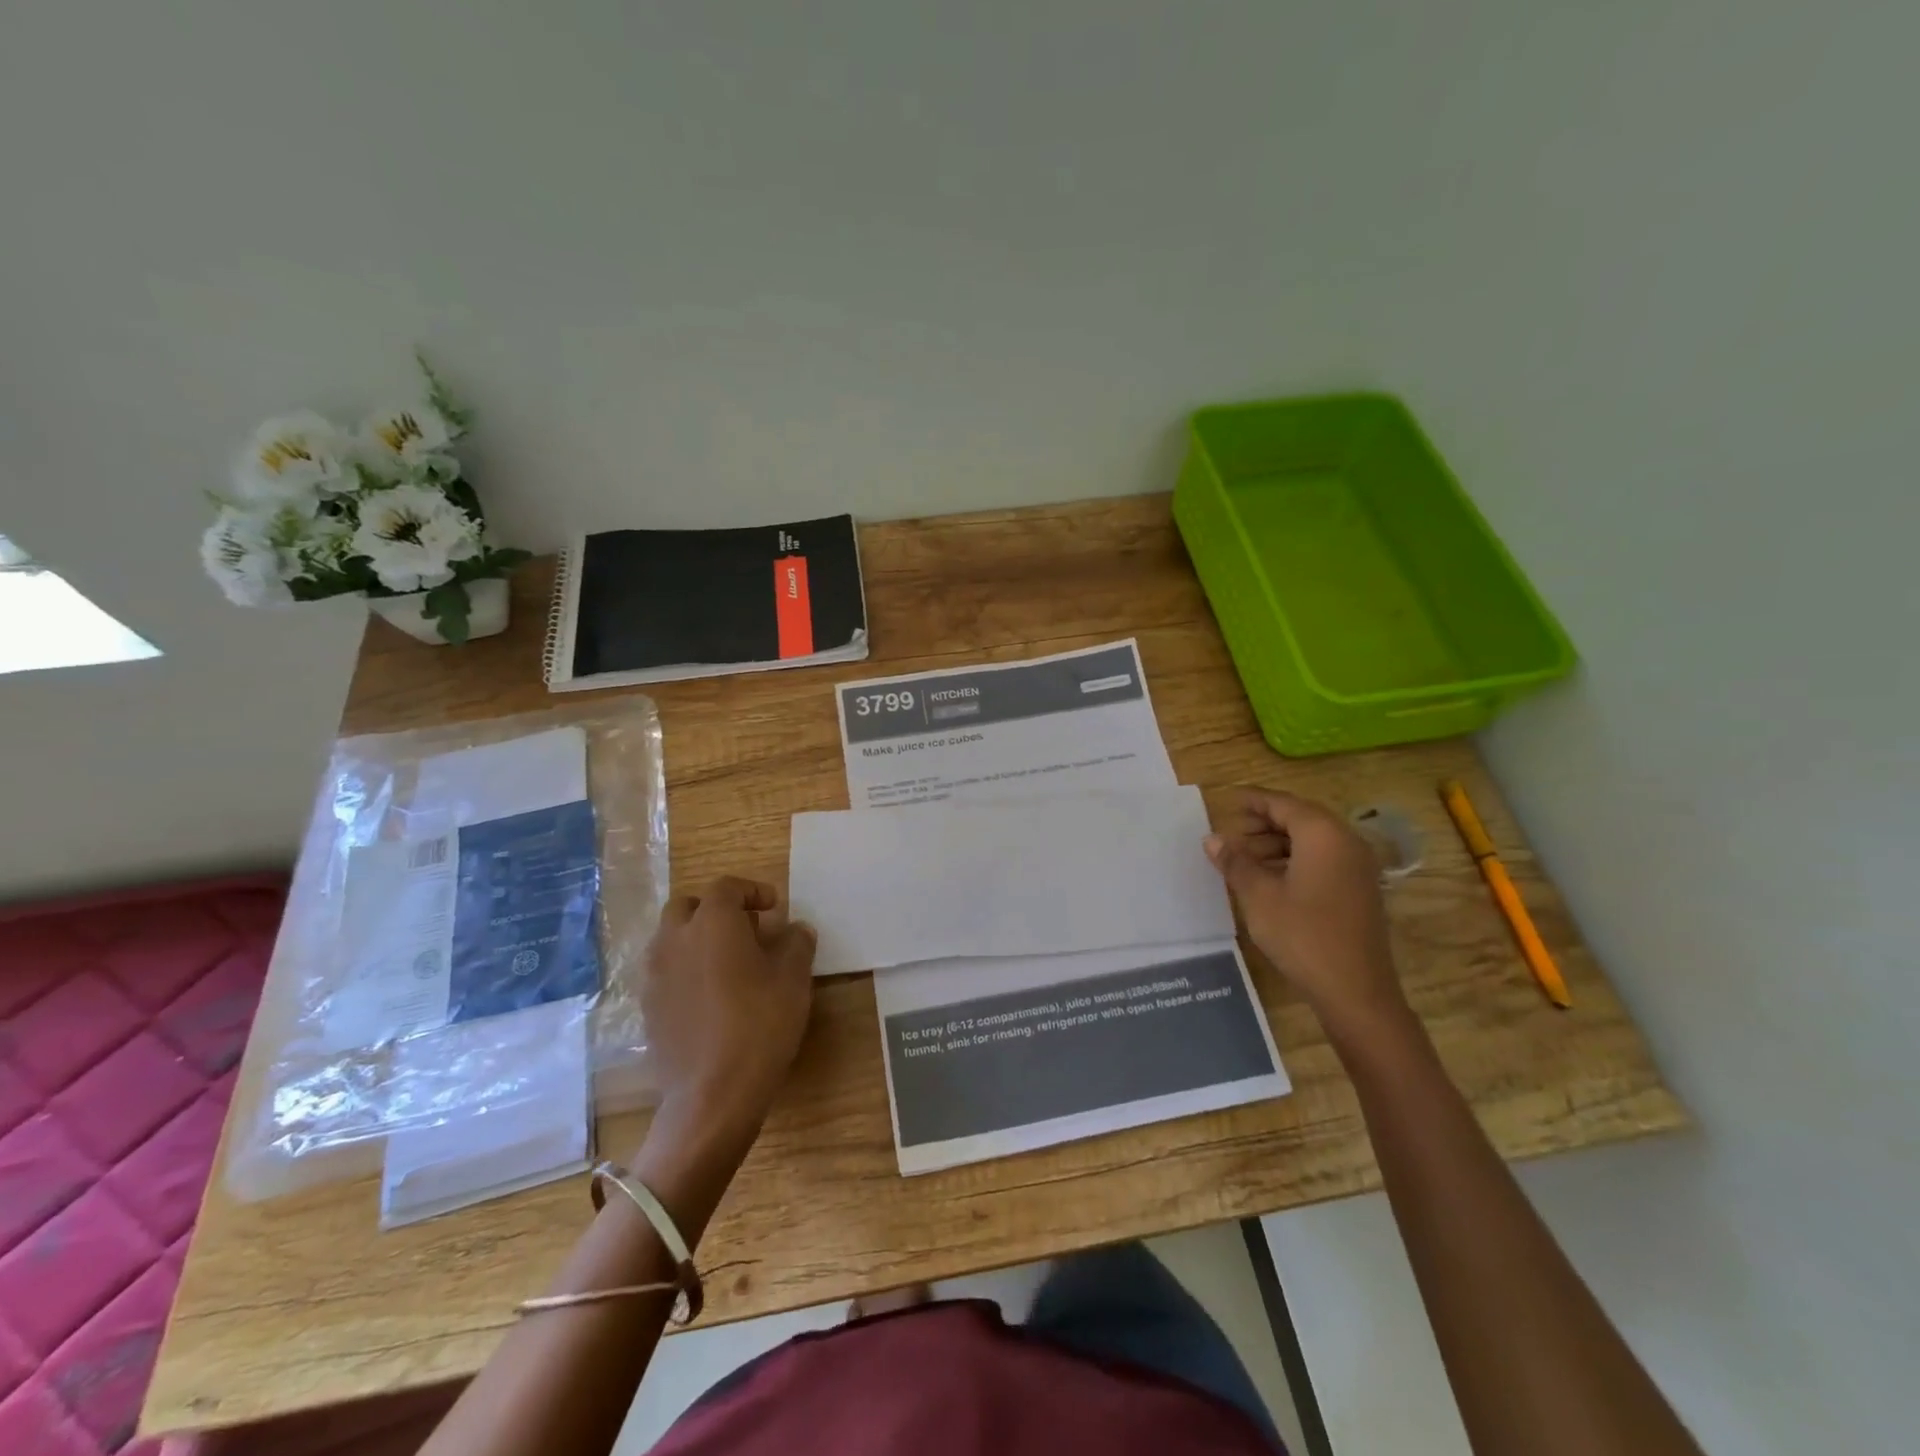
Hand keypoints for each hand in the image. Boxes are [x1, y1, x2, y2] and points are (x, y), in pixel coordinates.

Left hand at [638, 876, 816, 1160]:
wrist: (711, 1095)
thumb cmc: (759, 1026)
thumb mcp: (793, 980)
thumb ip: (796, 944)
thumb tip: (796, 929)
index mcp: (713, 922)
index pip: (727, 887)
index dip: (752, 891)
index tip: (773, 907)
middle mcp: (676, 939)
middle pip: (688, 906)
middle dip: (715, 909)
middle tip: (746, 930)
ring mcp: (655, 974)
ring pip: (671, 938)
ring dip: (696, 938)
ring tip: (728, 963)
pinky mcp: (647, 1007)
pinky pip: (665, 971)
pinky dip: (685, 969)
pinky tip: (710, 996)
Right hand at [1204, 789, 1407, 1038]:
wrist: (1355, 991)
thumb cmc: (1303, 935)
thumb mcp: (1259, 896)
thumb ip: (1235, 862)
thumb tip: (1212, 839)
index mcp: (1323, 835)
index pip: (1283, 804)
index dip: (1253, 800)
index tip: (1227, 800)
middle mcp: (1346, 842)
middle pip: (1300, 818)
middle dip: (1264, 822)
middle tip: (1231, 834)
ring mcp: (1357, 867)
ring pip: (1312, 840)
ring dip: (1277, 843)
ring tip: (1244, 859)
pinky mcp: (1359, 890)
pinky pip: (1323, 859)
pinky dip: (1294, 859)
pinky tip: (1269, 879)